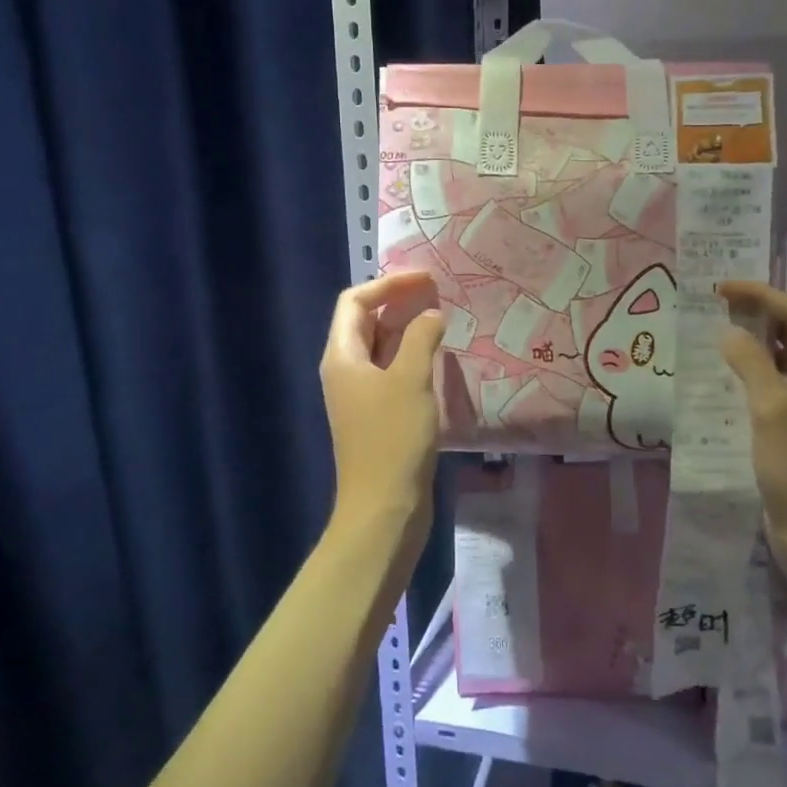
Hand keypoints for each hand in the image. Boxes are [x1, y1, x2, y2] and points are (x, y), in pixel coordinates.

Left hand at [320, 272, 445, 537]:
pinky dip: (413, 356)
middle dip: (399, 302)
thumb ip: (421, 337)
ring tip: (443, 316)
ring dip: (409, 328)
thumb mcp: (411, 379)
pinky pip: (393, 371)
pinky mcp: (378, 415)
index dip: (388, 284)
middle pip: (367, 322)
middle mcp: (346, 370)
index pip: (355, 301)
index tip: (427, 279)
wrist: (384, 507)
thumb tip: (431, 314)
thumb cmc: (393, 438)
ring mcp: (361, 395)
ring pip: (382, 347)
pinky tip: (440, 356)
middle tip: (439, 292)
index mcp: (342, 356)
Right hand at [716, 281, 786, 557]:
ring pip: (782, 360)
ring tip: (717, 334)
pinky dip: (751, 374)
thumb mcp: (773, 408)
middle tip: (717, 306)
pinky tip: (725, 380)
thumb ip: (753, 363)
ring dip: (753, 343)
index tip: (723, 289)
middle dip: (758, 314)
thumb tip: (730, 332)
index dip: (762, 295)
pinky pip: (773, 387)